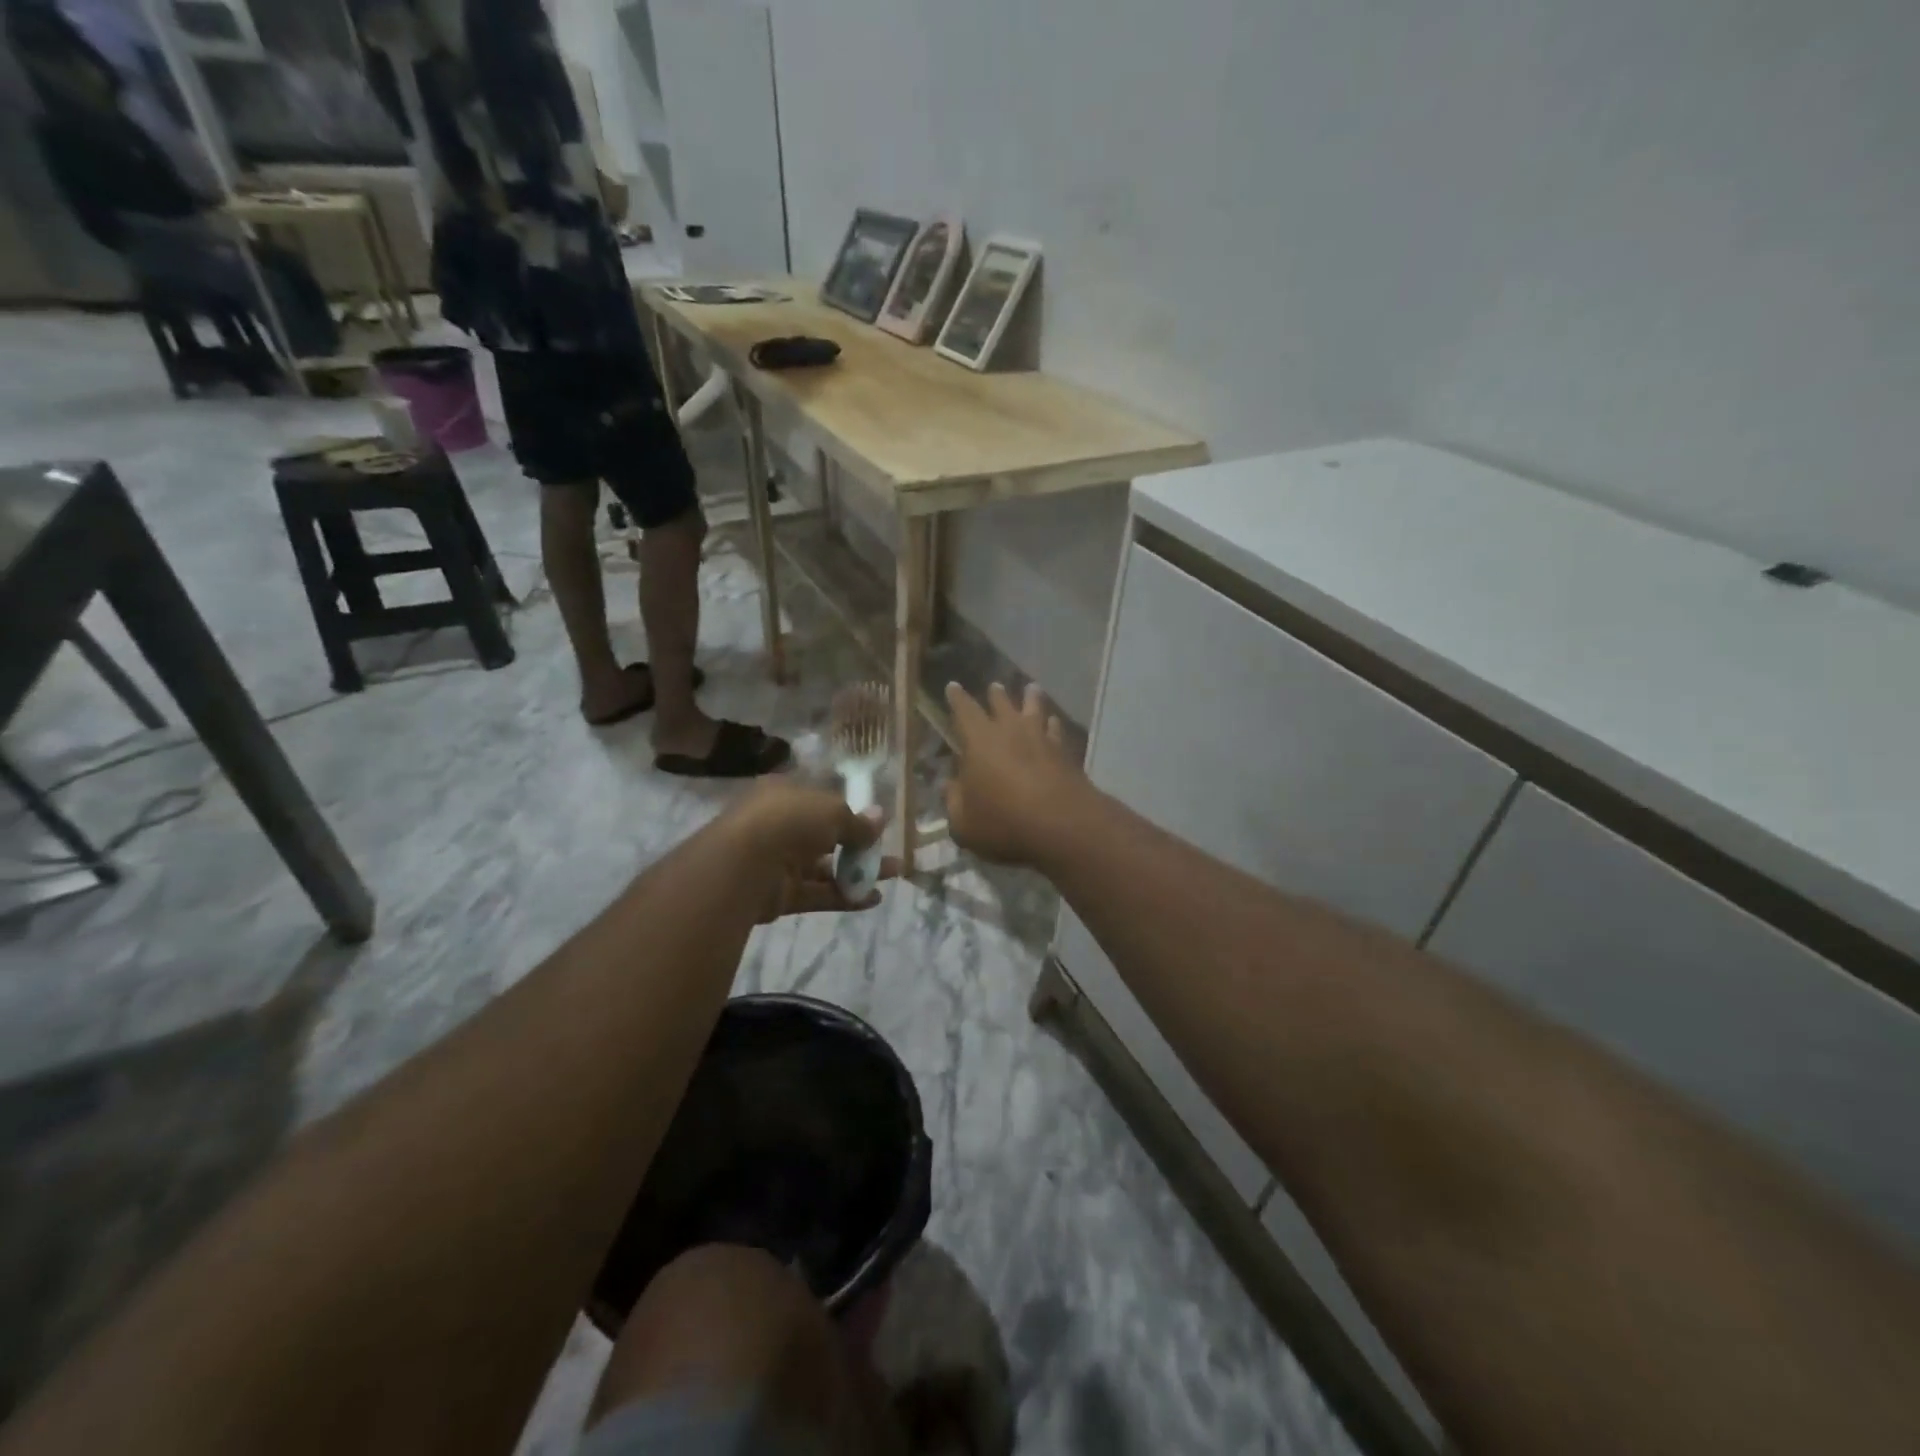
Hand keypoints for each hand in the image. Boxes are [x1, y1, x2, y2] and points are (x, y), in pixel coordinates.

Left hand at [721, 779, 900, 921]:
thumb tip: (880, 818)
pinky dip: (845, 896)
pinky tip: (873, 899)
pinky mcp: (780, 895)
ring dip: (858, 871)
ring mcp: (778, 861)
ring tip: (893, 874)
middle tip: (889, 850)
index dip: (848, 811)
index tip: (875, 822)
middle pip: (825, 836)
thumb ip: (857, 821)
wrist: (744, 865)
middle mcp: (779, 825)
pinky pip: (818, 893)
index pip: (819, 801)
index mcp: (784, 794)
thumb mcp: (832, 811)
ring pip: (824, 867)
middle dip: (859, 844)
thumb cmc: (789, 820)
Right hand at [944, 682, 1087, 867]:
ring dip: (1031, 699)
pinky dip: (1052, 724)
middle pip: (1002, 704)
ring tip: (1032, 688)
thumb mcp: (964, 822)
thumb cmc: (1004, 822)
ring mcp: (1041, 739)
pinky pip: (1056, 731)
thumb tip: (948, 784)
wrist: (1063, 826)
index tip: (953, 686)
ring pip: (1035, 710)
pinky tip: (1054, 722)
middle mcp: (1010, 731)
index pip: (964, 711)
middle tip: (994, 686)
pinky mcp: (1065, 754)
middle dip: (995, 695)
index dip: (957, 698)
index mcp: (979, 741)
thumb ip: (954, 800)